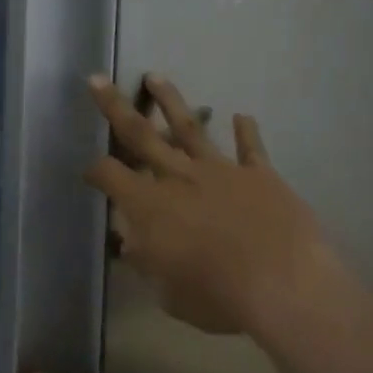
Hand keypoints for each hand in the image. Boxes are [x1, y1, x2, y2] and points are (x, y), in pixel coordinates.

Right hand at [84, 74, 338, 337]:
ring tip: (156, 77)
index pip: (111, 176)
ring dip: (171, 102)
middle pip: (141, 135)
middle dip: (115, 107)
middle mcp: (180, 178)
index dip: (96, 171)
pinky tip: (242, 116)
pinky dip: (246, 132)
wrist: (281, 284)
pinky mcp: (259, 175)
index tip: (90, 171)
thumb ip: (149, 263)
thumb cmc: (217, 296)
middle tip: (98, 80)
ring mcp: (221, 171)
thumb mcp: (168, 292)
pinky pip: (250, 148)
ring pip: (189, 128)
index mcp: (150, 206)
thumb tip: (134, 244)